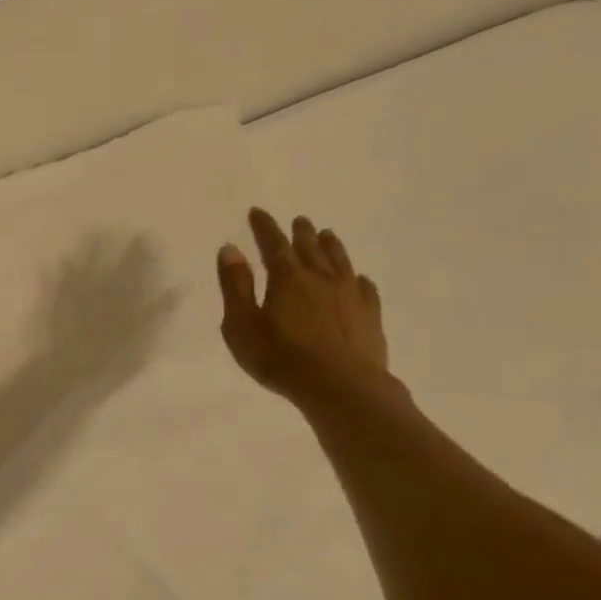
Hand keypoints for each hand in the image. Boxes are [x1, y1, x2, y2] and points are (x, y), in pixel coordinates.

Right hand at [216, 208, 393, 408]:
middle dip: (301, 233)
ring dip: (331, 247)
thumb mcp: (242, 324)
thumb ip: (235, 286)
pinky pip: (365, 288)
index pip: (273, 243)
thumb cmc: (280, 358)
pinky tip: (358, 279)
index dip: (264, 227)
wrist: (340, 387)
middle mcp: (320, 278)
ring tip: (328, 235)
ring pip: (340, 262)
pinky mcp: (370, 316)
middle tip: (300, 221)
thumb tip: (230, 248)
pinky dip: (357, 278)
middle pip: (310, 248)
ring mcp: (349, 295)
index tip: (257, 212)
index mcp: (287, 278)